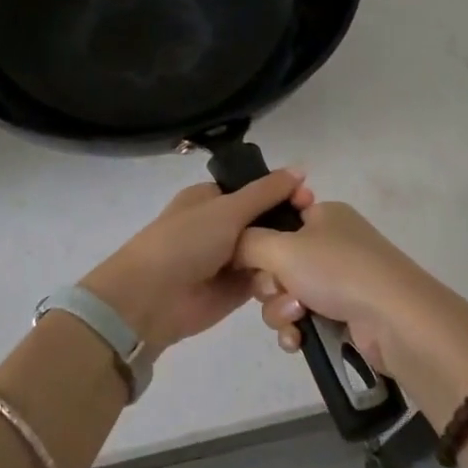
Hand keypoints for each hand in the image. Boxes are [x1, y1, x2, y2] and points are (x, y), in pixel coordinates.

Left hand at [79, 170, 309, 354]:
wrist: (151, 299)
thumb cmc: (185, 242)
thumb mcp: (227, 209)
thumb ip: (266, 192)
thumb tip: (301, 168)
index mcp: (212, 198)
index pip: (256, 190)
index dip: (283, 193)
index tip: (310, 201)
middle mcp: (221, 226)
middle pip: (265, 222)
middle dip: (288, 226)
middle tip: (317, 233)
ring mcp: (229, 259)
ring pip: (268, 252)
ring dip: (285, 256)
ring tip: (310, 260)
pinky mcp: (236, 290)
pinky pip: (265, 280)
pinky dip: (279, 280)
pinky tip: (300, 281)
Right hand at [236, 201, 454, 379]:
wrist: (395, 320)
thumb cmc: (338, 270)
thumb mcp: (282, 247)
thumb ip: (246, 242)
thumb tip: (232, 245)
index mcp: (323, 215)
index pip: (277, 219)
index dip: (259, 240)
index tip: (252, 257)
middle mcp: (332, 243)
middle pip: (276, 261)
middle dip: (269, 284)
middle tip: (279, 289)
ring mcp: (340, 280)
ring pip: (286, 294)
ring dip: (281, 310)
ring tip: (298, 318)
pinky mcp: (345, 314)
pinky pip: (303, 319)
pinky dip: (296, 329)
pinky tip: (298, 339)